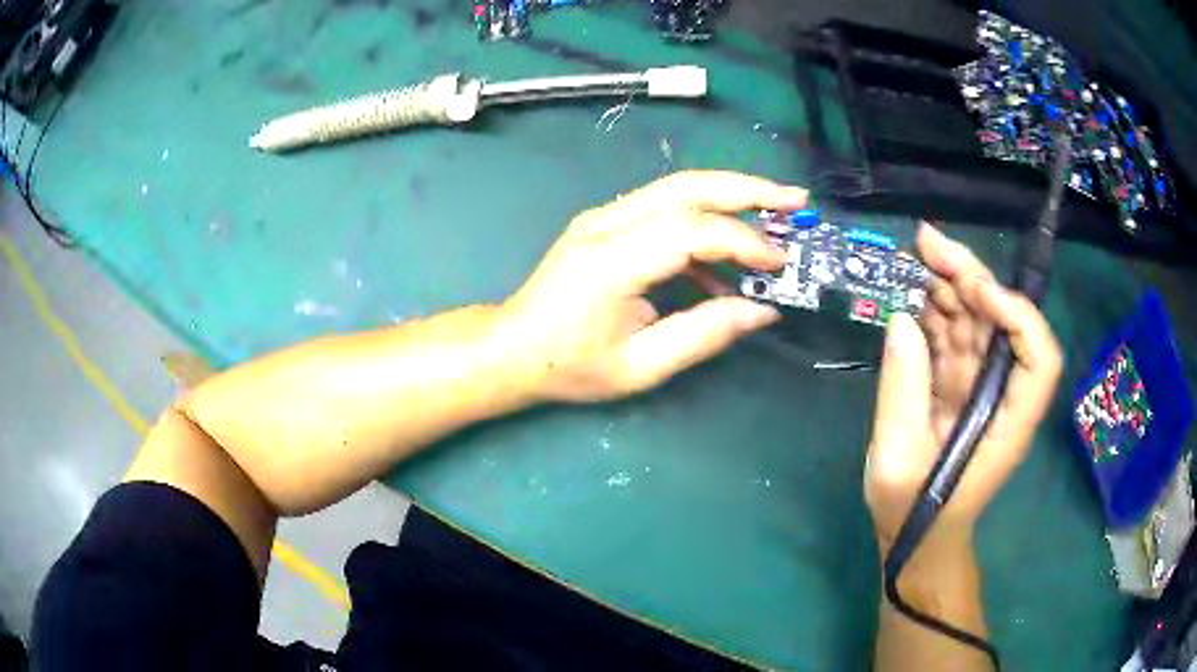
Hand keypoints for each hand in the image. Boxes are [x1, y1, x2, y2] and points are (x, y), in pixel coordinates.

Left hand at [501, 171, 807, 401]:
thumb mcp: (640, 367)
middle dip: (748, 190)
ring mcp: (604, 217)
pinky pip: (666, 208)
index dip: (742, 242)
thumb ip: (703, 335)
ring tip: (776, 213)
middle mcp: (605, 224)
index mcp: (609, 262)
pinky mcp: (607, 221)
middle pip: (687, 187)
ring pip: (678, 188)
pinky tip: (727, 258)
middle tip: (795, 200)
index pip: (689, 232)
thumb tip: (762, 311)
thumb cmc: (569, 366)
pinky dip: (705, 220)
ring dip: (731, 195)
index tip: (780, 263)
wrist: (512, 348)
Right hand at [865, 224, 1062, 551]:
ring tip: (913, 259)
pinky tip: (911, 292)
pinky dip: (934, 311)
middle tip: (926, 242)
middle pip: (1004, 324)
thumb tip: (902, 319)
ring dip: (949, 285)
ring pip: (977, 322)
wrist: (915, 536)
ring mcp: (980, 387)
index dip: (1018, 317)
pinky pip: (953, 337)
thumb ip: (903, 392)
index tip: (976, 293)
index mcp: (1007, 422)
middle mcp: (1003, 394)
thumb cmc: (915, 513)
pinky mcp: (958, 385)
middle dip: (971, 277)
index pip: (1040, 359)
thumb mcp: (899, 462)